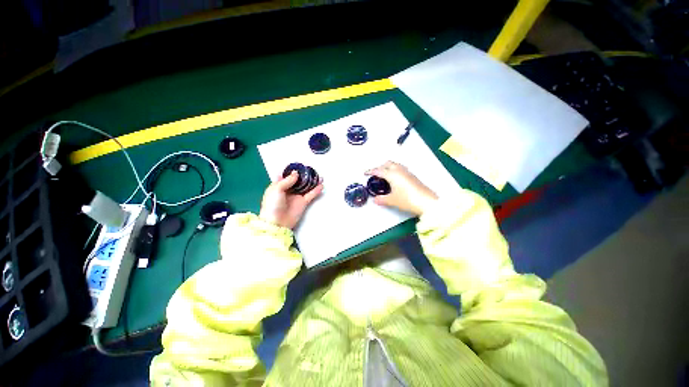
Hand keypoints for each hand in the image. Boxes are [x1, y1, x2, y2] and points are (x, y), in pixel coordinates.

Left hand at [259, 171, 323, 228]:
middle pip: (298, 180)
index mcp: (278, 185)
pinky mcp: (303, 202)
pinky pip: (311, 194)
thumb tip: (296, 173)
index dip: (292, 170)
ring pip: (306, 186)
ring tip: (318, 176)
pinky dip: (316, 190)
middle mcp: (288, 190)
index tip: (299, 165)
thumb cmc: (272, 205)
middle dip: (304, 175)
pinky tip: (321, 185)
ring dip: (312, 181)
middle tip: (311, 169)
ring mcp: (296, 196)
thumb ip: (287, 180)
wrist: (277, 223)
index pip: (286, 175)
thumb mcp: (276, 189)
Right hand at [365, 161, 437, 215]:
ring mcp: (407, 172)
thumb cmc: (408, 199)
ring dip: (388, 167)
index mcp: (392, 174)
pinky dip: (394, 170)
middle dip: (380, 167)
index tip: (365, 173)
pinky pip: (400, 169)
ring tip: (384, 175)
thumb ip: (382, 199)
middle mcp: (399, 170)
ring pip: (395, 165)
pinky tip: (395, 179)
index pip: (379, 170)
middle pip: (387, 164)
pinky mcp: (412, 176)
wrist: (427, 202)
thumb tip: (375, 200)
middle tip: (375, 174)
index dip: (371, 171)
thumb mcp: (392, 200)